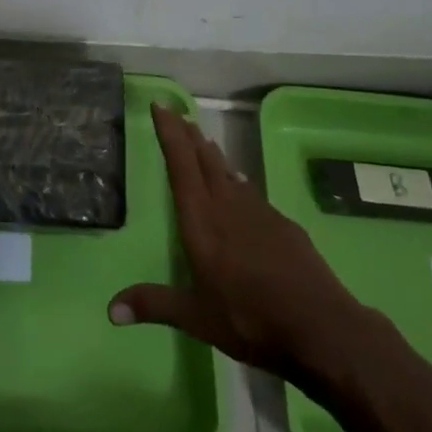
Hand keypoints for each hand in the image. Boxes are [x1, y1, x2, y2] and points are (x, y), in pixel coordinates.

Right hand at [109, 104, 358, 376]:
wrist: (320, 326)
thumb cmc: (250, 318)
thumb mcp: (197, 318)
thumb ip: (155, 305)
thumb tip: (111, 308)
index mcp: (202, 219)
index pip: (181, 164)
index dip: (170, 133)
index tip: (161, 105)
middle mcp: (228, 205)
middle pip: (204, 159)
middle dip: (189, 135)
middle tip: (178, 114)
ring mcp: (259, 212)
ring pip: (229, 172)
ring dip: (213, 155)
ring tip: (204, 141)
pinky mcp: (283, 224)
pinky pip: (252, 192)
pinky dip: (239, 181)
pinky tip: (241, 185)